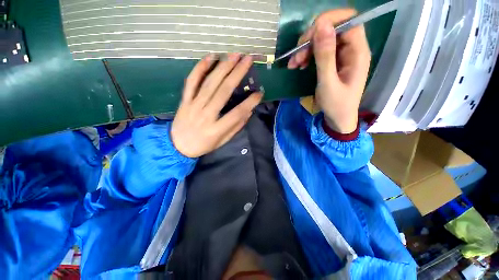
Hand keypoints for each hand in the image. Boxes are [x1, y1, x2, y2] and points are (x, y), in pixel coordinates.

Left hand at [171, 53, 262, 157]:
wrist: (177, 146)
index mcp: (216, 129)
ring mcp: (193, 105)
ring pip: (209, 83)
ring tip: (235, 55)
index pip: (237, 113)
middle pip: (223, 91)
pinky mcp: (185, 100)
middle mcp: (205, 115)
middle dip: (237, 73)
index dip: (250, 102)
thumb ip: (236, 127)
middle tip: (248, 59)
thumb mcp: (223, 141)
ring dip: (223, 67)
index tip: (260, 93)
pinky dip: (200, 68)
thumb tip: (248, 111)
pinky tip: (210, 57)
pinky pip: (191, 81)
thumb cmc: (203, 145)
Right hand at [288, 9, 370, 132]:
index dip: (329, 21)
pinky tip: (298, 65)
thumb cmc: (336, 105)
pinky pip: (319, 51)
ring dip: (306, 48)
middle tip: (296, 56)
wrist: (338, 119)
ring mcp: (341, 55)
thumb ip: (325, 56)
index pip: (349, 20)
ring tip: (294, 64)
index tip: (308, 37)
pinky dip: (307, 55)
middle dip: (311, 39)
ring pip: (323, 39)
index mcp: (358, 52)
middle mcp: (351, 49)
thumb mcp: (328, 82)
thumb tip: (321, 26)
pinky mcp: (332, 62)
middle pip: (332, 28)